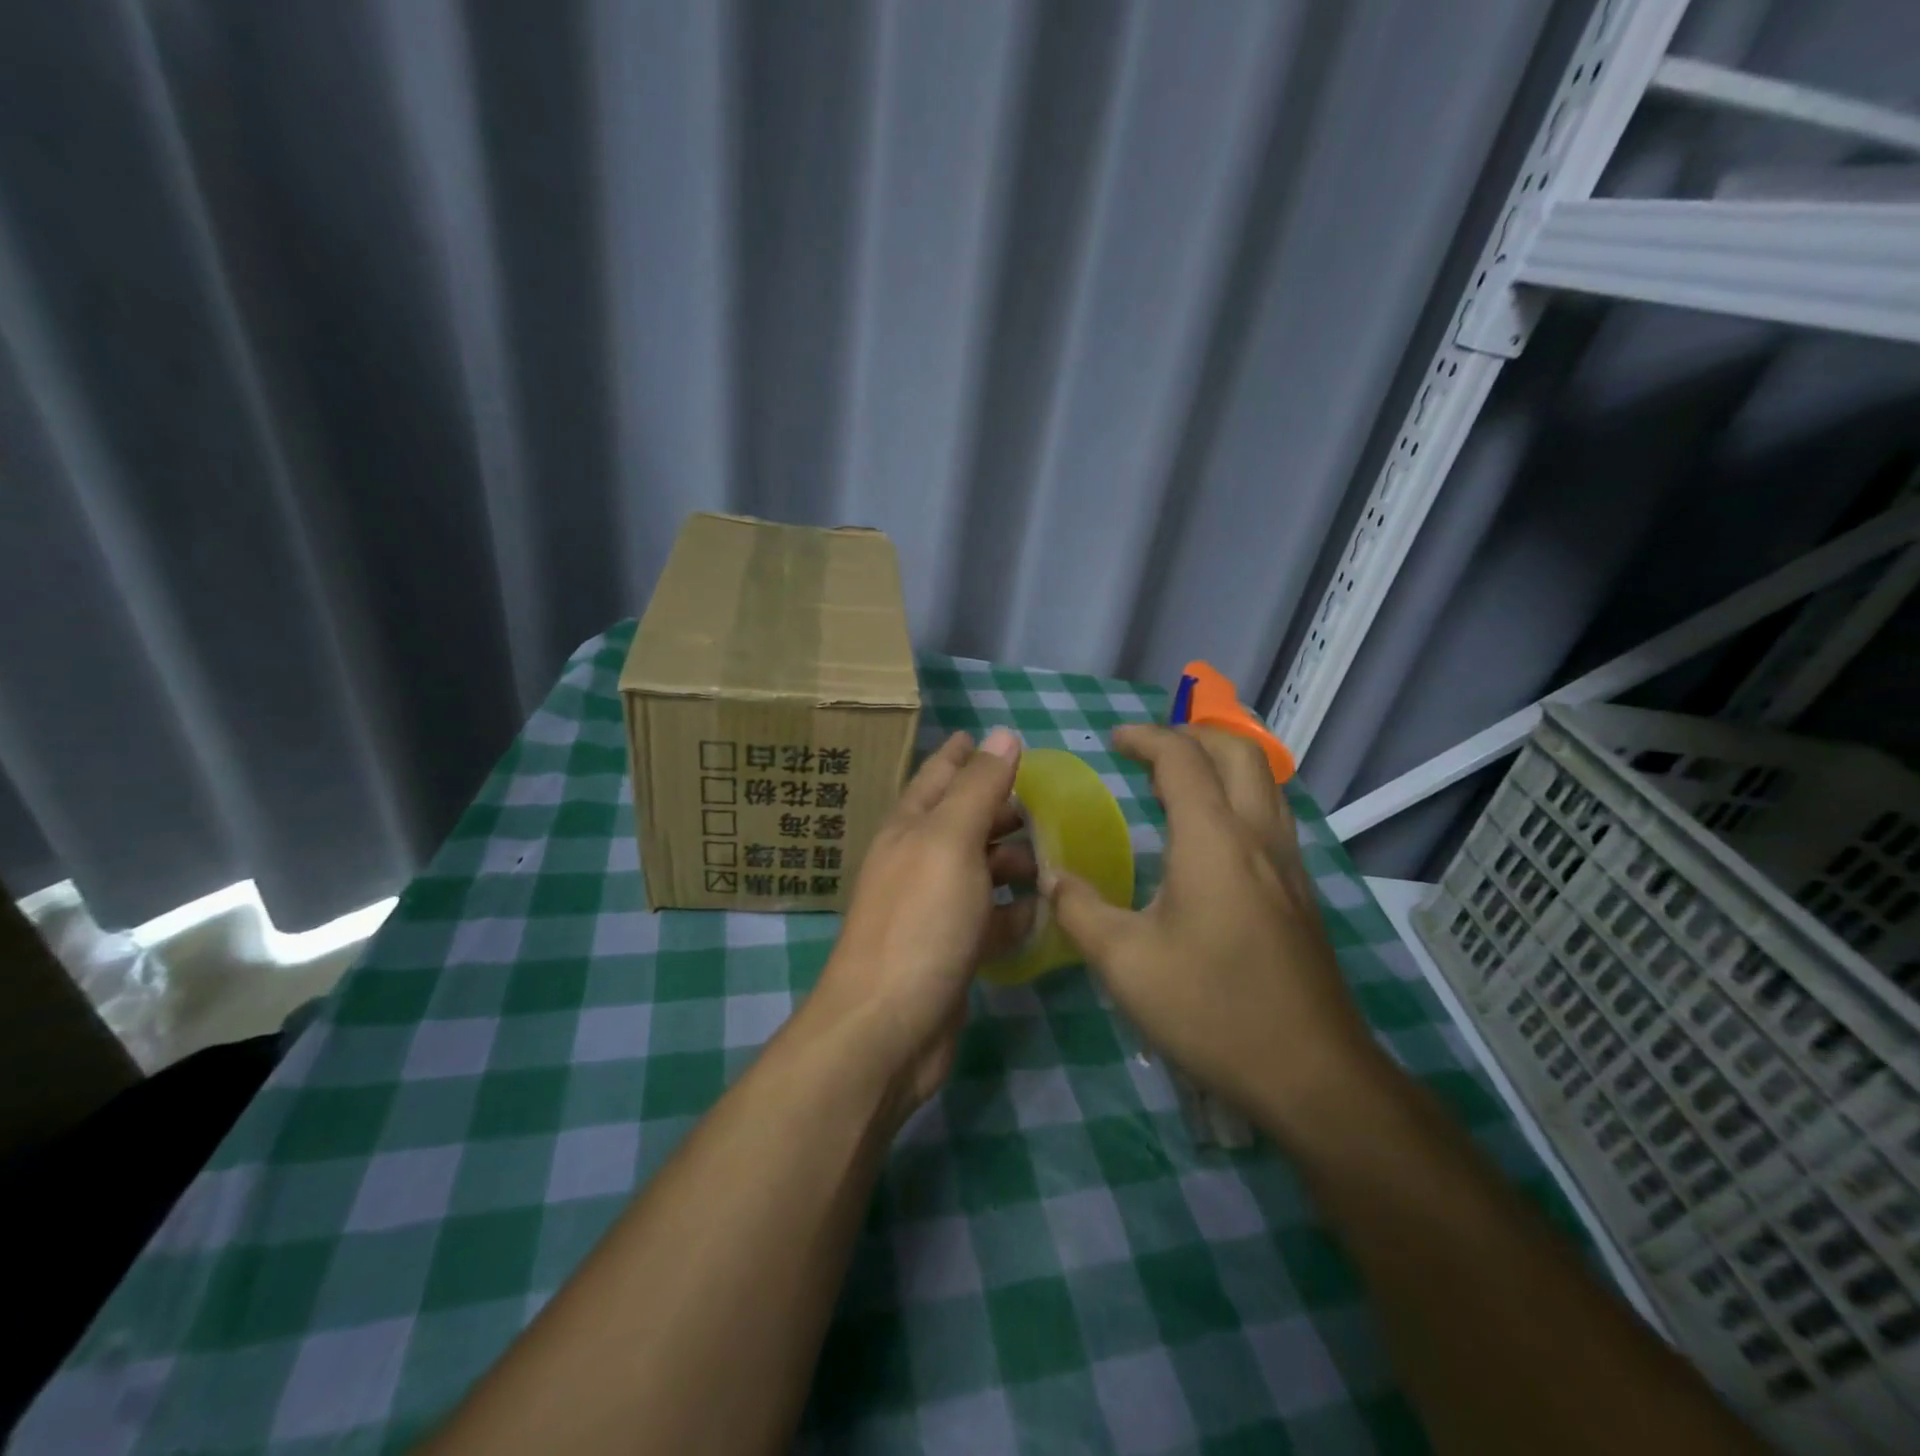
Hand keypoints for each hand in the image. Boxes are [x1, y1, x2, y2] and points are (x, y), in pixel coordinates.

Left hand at [808, 729, 1034, 1113]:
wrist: (887, 1027)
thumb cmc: (920, 920)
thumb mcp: (950, 841)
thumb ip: (978, 787)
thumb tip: (1002, 733)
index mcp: (909, 828)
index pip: (936, 776)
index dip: (959, 754)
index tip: (981, 734)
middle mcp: (917, 863)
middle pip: (962, 823)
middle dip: (998, 809)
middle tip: (1043, 802)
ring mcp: (933, 910)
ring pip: (979, 871)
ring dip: (1013, 863)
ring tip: (1054, 859)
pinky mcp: (952, 952)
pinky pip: (990, 920)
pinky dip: (1015, 913)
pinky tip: (1045, 912)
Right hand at [1045, 725, 1382, 1138]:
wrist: (1312, 1074)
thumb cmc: (1211, 1009)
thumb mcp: (1124, 962)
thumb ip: (1079, 909)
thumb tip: (1050, 878)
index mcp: (1214, 839)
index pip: (1182, 758)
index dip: (1145, 738)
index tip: (1112, 741)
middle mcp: (1259, 836)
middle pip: (1238, 751)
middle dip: (1191, 734)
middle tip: (1149, 751)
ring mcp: (1289, 864)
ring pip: (1264, 780)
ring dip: (1221, 762)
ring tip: (1177, 783)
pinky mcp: (1301, 893)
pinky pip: (1271, 815)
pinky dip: (1238, 796)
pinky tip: (1210, 837)